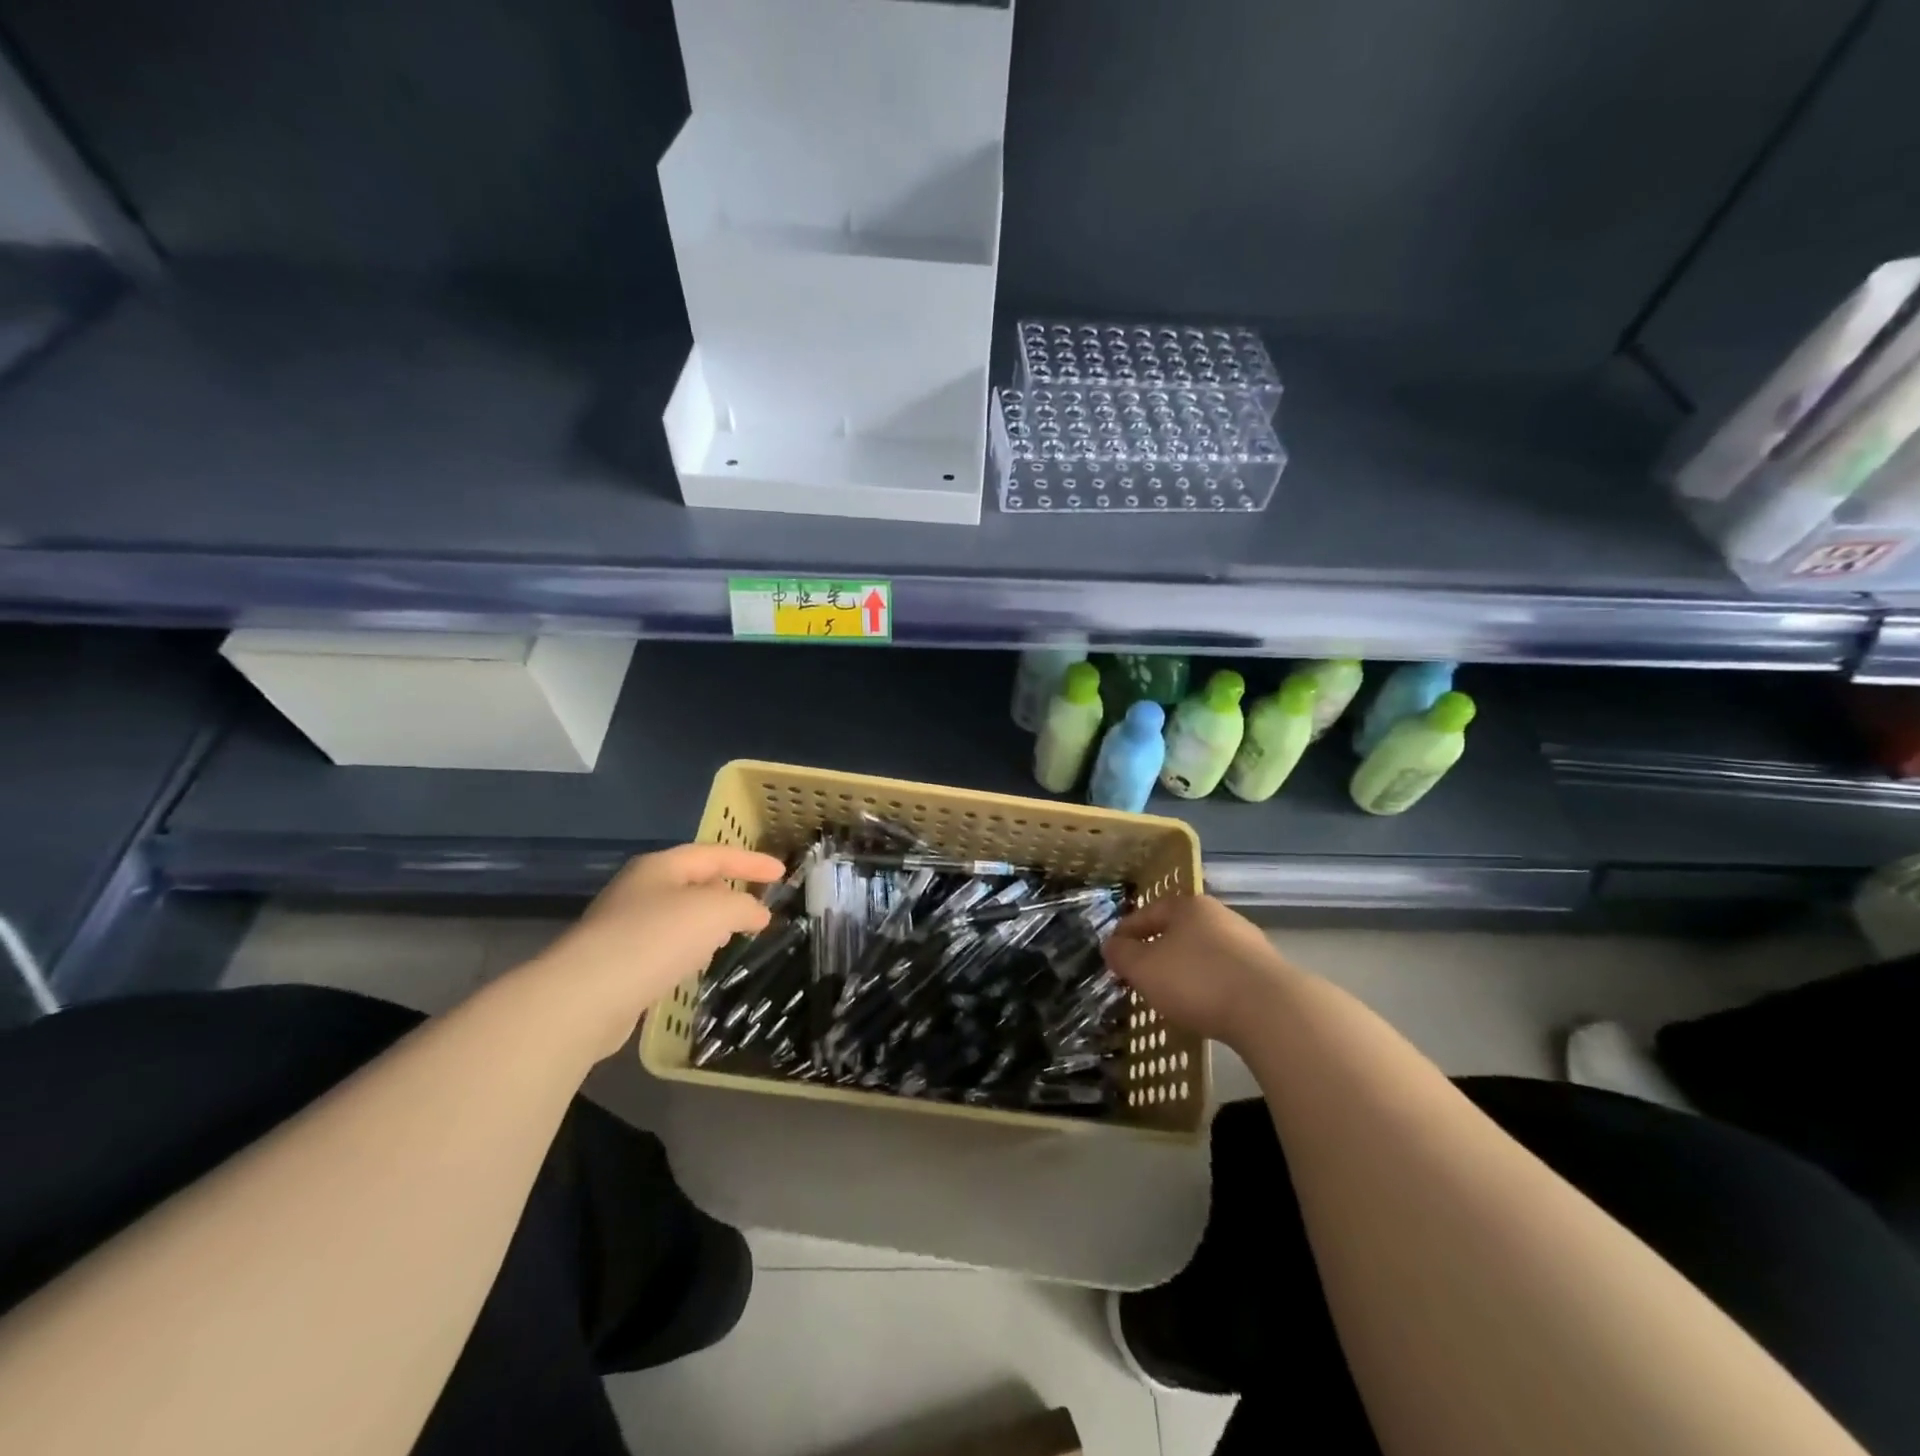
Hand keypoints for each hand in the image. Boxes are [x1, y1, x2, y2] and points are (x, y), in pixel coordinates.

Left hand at [518, 844, 785, 1058]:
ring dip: (708, 923)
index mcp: (659, 866)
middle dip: (727, 891)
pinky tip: (696, 965)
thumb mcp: (715, 911)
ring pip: (678, 916)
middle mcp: (638, 889)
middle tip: (757, 905)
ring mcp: (622, 927)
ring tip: (733, 935)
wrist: (585, 997)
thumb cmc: (656, 938)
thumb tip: (757, 914)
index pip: (714, 854)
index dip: (751, 861)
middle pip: (693, 882)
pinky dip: (688, 949)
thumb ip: (744, 906)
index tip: (782, 873)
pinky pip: (663, 947)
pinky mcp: (616, 964)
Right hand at [1103, 894, 1296, 1046]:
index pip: (1146, 913)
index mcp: (1188, 905)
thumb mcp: (1144, 968)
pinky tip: (1205, 1007)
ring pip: (1203, 953)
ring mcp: (1248, 943)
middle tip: (1140, 975)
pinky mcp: (1266, 972)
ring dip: (1185, 970)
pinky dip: (1210, 987)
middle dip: (1157, 951)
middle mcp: (1219, 916)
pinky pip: (1225, 975)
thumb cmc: (1197, 980)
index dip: (1124, 934)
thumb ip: (1122, 955)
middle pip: (1177, 930)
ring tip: (1172, 996)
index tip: (1112, 955)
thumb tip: (1112, 945)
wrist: (1271, 1011)